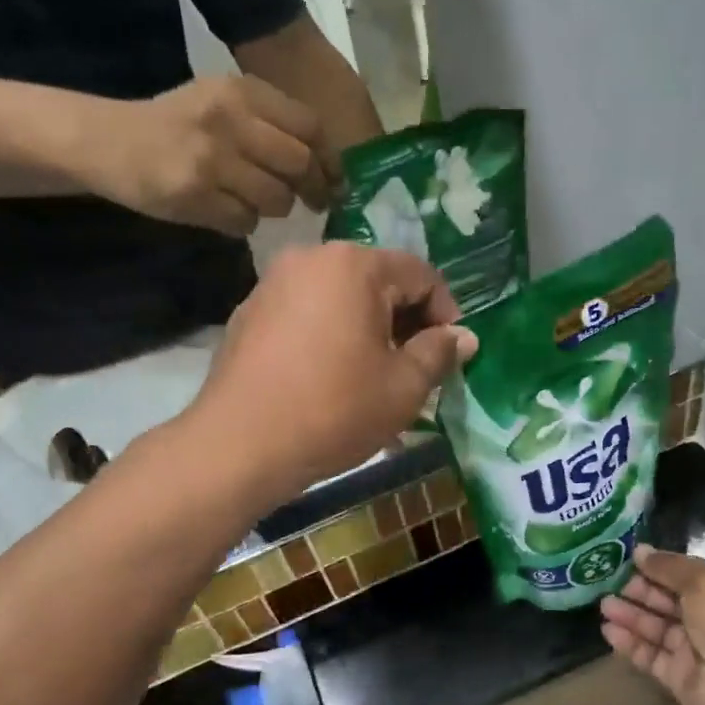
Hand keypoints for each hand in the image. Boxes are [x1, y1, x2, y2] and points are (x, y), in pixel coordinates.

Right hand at [100, 75, 333, 234]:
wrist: (110, 141)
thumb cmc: (175, 125)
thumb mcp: (221, 103)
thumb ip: (269, 124)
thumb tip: (324, 165)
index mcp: (241, 92)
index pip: (309, 127)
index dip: (330, 160)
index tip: (336, 180)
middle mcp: (230, 119)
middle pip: (299, 164)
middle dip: (314, 190)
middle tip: (316, 204)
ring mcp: (211, 158)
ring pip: (276, 198)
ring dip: (275, 208)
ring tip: (256, 201)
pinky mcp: (195, 194)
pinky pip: (245, 221)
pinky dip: (243, 223)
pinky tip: (225, 211)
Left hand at [189, 243, 475, 503]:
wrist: (240, 444)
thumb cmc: (334, 410)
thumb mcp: (403, 387)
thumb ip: (439, 353)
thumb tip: (464, 337)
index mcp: (354, 265)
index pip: (420, 274)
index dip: (446, 313)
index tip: (451, 354)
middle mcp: (310, 259)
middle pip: (377, 282)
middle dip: (405, 323)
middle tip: (417, 369)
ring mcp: (272, 285)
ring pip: (339, 300)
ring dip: (367, 331)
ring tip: (375, 378)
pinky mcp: (248, 315)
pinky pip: (306, 316)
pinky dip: (329, 338)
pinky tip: (330, 380)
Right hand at [599, 546, 704, 704]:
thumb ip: (670, 567)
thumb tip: (640, 551)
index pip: (689, 575)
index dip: (660, 566)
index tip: (629, 558)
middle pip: (669, 601)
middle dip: (641, 591)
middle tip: (609, 582)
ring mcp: (694, 651)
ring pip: (656, 627)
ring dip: (630, 615)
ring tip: (603, 605)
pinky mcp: (678, 677)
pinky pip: (649, 655)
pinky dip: (629, 643)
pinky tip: (608, 630)